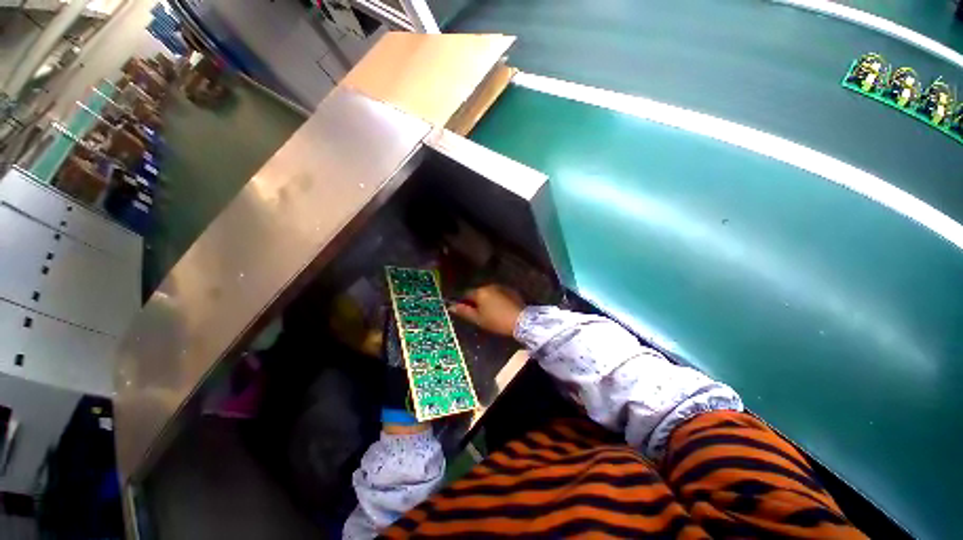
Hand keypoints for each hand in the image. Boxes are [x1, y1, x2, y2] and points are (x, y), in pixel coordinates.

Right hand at [450, 285, 525, 336]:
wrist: (521, 320)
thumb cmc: (496, 321)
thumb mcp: (478, 319)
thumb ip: (464, 311)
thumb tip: (451, 306)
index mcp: (479, 292)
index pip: (466, 294)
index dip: (464, 303)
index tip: (467, 312)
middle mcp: (489, 286)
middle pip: (478, 292)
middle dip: (476, 301)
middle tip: (479, 314)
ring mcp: (501, 287)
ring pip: (489, 293)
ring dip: (487, 300)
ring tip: (491, 312)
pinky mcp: (510, 290)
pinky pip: (499, 293)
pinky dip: (497, 299)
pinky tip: (500, 309)